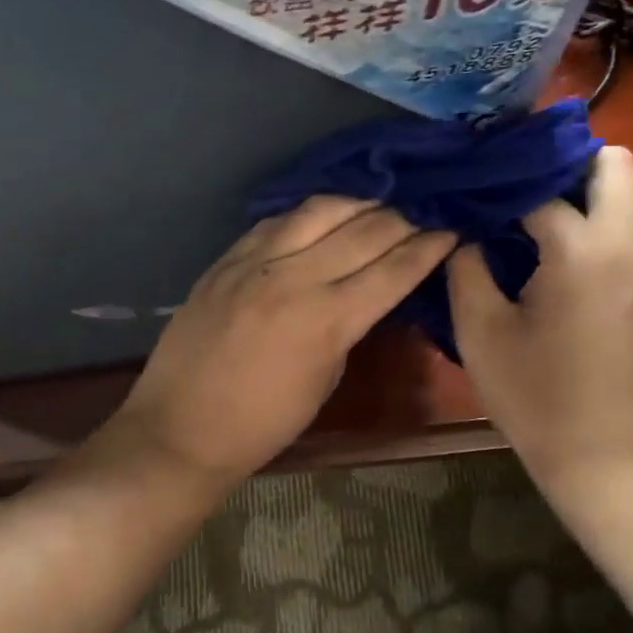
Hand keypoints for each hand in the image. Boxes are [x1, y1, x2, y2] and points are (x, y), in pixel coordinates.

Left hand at [103, 198, 454, 490]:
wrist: (181, 428)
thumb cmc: (263, 424)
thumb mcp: (324, 379)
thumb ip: (348, 327)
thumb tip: (367, 292)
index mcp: (327, 320)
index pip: (393, 270)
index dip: (429, 248)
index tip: (451, 233)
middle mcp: (294, 278)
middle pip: (363, 231)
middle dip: (402, 220)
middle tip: (420, 218)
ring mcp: (255, 263)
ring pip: (319, 210)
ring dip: (356, 204)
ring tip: (376, 206)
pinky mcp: (225, 259)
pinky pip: (274, 221)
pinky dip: (306, 214)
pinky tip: (321, 216)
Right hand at [447, 146, 632, 487]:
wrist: (601, 456)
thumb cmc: (534, 395)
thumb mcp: (480, 330)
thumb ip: (466, 266)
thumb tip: (463, 229)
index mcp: (582, 250)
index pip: (541, 183)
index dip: (500, 179)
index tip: (465, 178)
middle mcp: (623, 243)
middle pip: (611, 163)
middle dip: (559, 160)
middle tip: (506, 184)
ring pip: (618, 192)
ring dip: (571, 188)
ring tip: (512, 210)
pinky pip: (616, 224)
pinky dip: (582, 217)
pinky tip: (536, 245)